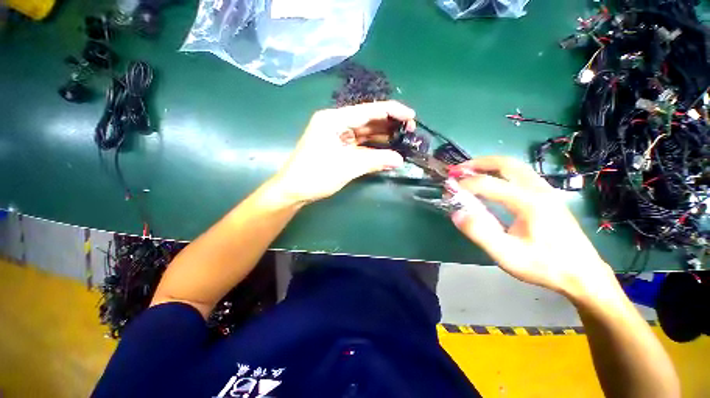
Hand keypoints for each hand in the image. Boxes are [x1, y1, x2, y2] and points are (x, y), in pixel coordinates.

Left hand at [272, 101, 415, 203]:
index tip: (412, 116)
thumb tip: (400, 160)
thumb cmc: (316, 175)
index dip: (392, 111)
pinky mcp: (338, 147)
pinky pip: (359, 143)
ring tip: (403, 139)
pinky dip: (373, 147)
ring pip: (364, 132)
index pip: (368, 110)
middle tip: (410, 131)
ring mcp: (337, 135)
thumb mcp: (347, 167)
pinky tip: (387, 149)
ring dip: (382, 136)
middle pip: (367, 119)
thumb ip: (375, 160)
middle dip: (389, 124)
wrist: (294, 190)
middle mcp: (336, 123)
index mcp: (334, 119)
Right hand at [448, 156, 618, 300]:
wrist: (582, 274)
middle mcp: (538, 189)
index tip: (448, 190)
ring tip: (470, 171)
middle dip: (477, 163)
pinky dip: (500, 171)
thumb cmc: (544, 266)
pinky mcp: (547, 196)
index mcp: (528, 202)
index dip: (464, 184)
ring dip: (489, 165)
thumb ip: (480, 232)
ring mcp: (545, 190)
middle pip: (505, 163)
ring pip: (514, 166)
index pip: (488, 183)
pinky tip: (492, 181)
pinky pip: (520, 173)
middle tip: (457, 170)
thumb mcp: (508, 255)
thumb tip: (457, 213)